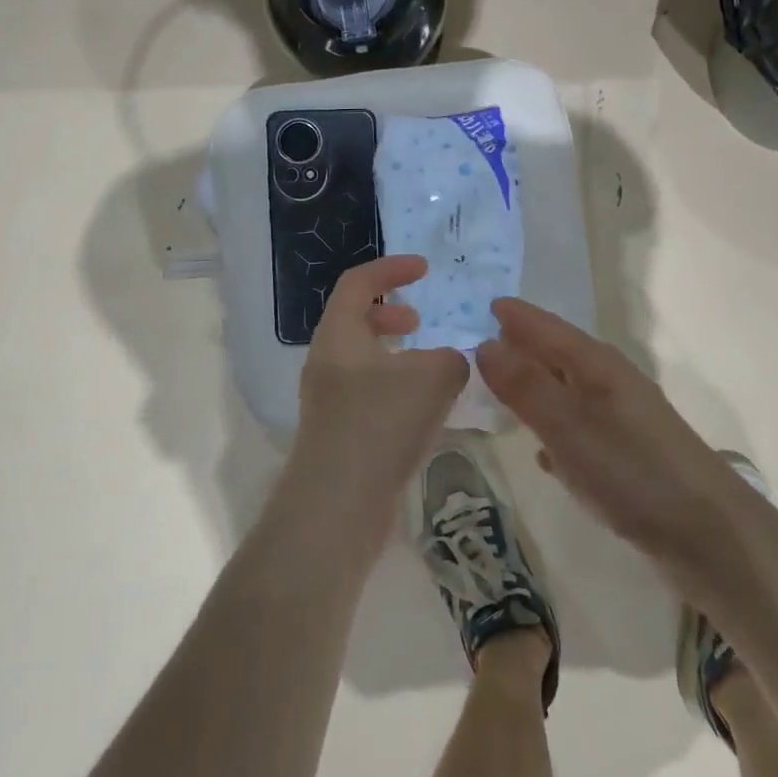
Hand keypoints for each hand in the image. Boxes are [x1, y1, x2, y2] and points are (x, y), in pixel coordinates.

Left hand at [278, 255, 468, 561]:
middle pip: (354, 320)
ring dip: (396, 354)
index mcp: (339, 335)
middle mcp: (326, 362)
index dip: (392, 269)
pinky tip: (424, 410)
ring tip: (431, 367)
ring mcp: (328, 400)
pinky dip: (395, 386)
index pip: (358, 283)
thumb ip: (451, 359)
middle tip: (421, 320)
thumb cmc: (380, 425)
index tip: (424, 269)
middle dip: (390, 313)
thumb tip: (448, 363)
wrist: (336, 507)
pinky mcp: (339, 433)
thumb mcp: (433, 378)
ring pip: (363, 359)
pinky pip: (368, 393)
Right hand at [478, 297, 742, 566]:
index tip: (487, 304)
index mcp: (597, 366)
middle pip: (559, 354)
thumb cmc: (632, 471)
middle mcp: (610, 384)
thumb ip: (525, 386)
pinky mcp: (627, 456)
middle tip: (482, 342)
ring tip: (502, 390)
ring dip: (537, 387)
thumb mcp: (568, 426)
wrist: (708, 534)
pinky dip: (555, 429)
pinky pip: (578, 429)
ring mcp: (622, 420)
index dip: (518, 317)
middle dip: (524, 346)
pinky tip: (542, 453)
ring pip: (568, 391)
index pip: (549, 328)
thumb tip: (485, 344)